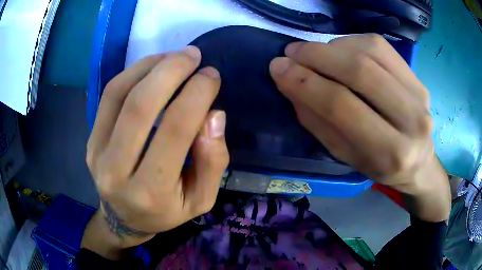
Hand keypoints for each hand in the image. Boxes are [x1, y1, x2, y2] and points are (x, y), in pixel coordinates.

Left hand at [83, 46, 228, 255]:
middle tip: (193, 55)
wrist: (123, 219)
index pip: (175, 130)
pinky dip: (132, 72)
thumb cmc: (166, 212)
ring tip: (175, 56)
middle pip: (140, 106)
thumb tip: (213, 115)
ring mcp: (97, 153)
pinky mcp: (90, 140)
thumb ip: (213, 161)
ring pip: (119, 94)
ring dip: (150, 66)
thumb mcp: (201, 198)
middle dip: (171, 70)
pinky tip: (152, 66)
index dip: (197, 94)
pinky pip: (108, 96)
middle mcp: (117, 172)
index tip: (211, 75)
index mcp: (152, 192)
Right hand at [270, 34, 449, 220]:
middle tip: (291, 53)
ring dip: (332, 47)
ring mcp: (418, 93)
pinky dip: (351, 42)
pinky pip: (380, 46)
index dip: (306, 82)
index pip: (343, 107)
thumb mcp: (345, 156)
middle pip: (360, 71)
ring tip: (312, 53)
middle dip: (317, 56)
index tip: (278, 68)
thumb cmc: (379, 165)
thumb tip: (290, 80)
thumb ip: (318, 120)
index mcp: (390, 154)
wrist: (418, 160)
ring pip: (370, 51)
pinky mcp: (416, 76)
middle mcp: (412, 121)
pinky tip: (339, 51)